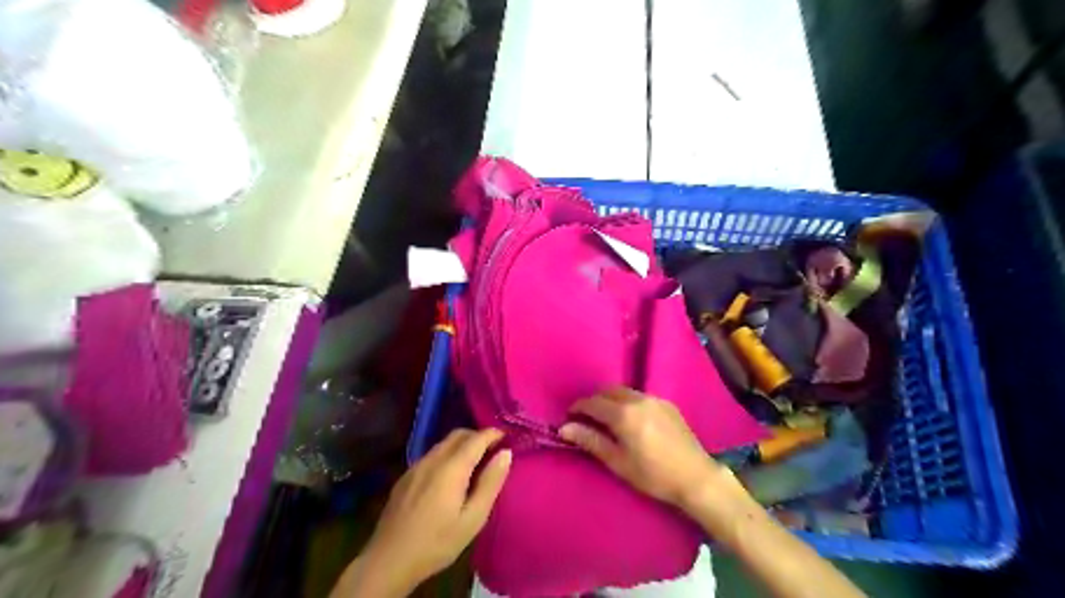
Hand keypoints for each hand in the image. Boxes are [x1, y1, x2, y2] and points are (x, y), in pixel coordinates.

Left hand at [334, 428, 512, 595]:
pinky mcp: (405, 476)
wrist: (388, 561)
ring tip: (475, 464)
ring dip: (462, 445)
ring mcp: (416, 466)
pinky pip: (431, 455)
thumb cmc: (437, 542)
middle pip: (458, 435)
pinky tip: (449, 477)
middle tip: (493, 451)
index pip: (477, 438)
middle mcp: (433, 459)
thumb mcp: (473, 519)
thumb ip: (490, 483)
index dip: (494, 434)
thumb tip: (505, 453)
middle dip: (478, 437)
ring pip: (443, 444)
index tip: (508, 438)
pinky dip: (447, 455)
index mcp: (451, 467)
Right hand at [559, 391, 737, 510]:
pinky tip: (631, 420)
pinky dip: (627, 402)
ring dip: (611, 400)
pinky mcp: (667, 404)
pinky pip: (639, 396)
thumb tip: (564, 428)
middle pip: (607, 391)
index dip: (577, 408)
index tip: (569, 418)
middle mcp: (637, 399)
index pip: (592, 402)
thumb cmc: (653, 475)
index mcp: (623, 413)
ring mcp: (654, 399)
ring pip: (624, 392)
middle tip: (586, 418)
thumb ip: (591, 441)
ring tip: (607, 419)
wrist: (696, 477)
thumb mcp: (618, 462)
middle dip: (594, 401)